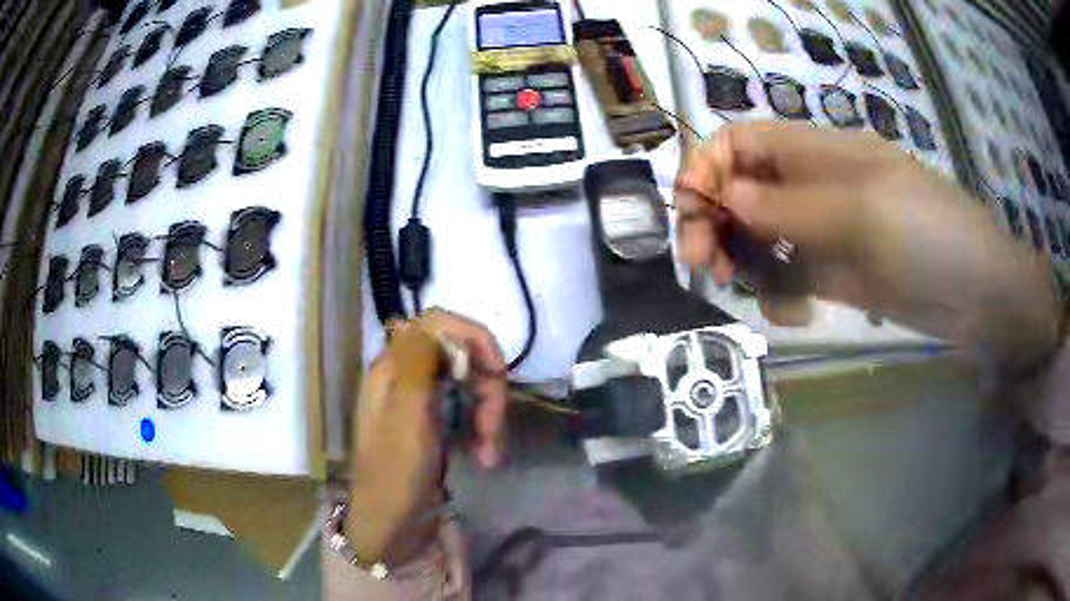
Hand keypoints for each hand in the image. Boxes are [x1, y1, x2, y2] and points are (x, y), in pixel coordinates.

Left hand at [346, 309, 507, 565]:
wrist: (392, 528)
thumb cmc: (395, 475)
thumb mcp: (405, 418)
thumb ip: (417, 364)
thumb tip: (430, 320)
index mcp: (392, 368)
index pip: (437, 324)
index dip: (472, 338)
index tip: (496, 371)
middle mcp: (406, 377)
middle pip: (461, 354)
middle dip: (486, 387)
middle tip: (492, 425)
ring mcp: (422, 402)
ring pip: (470, 384)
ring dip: (488, 413)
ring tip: (489, 452)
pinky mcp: (436, 425)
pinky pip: (469, 411)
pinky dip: (483, 429)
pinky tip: (485, 456)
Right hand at [675, 121, 1060, 370]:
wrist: (976, 296)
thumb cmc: (929, 235)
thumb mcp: (862, 211)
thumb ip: (791, 207)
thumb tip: (724, 198)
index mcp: (817, 153)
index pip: (742, 142)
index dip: (708, 168)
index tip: (690, 213)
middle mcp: (813, 186)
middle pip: (741, 190)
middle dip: (714, 222)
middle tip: (705, 265)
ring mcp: (824, 233)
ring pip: (758, 237)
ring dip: (744, 263)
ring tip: (754, 294)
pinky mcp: (835, 273)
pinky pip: (787, 277)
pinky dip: (778, 295)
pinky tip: (795, 314)